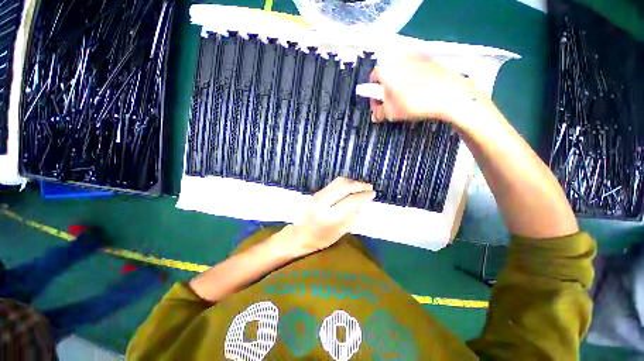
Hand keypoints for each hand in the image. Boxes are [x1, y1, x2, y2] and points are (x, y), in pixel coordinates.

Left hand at [288, 177, 375, 255]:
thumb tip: (362, 201)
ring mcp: (318, 195)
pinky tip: (351, 186)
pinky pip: (334, 183)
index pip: (351, 200)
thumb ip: (352, 215)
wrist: (301, 234)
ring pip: (339, 182)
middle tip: (369, 187)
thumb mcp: (340, 231)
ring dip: (353, 182)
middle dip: (359, 185)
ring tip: (362, 186)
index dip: (364, 195)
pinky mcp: (317, 192)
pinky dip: (345, 183)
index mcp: (329, 216)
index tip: (372, 194)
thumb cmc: (322, 238)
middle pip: (345, 187)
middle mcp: (323, 202)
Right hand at [369, 55, 480, 126]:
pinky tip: (418, 91)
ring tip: (406, 99)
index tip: (379, 105)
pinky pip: (413, 69)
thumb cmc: (415, 103)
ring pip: (399, 71)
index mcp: (386, 69)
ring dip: (398, 85)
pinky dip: (411, 79)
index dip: (374, 94)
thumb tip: (375, 114)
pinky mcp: (428, 58)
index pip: (372, 79)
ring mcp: (415, 56)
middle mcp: (398, 58)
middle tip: (392, 104)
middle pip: (386, 74)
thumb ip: (378, 112)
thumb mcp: (391, 113)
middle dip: (386, 90)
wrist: (450, 94)